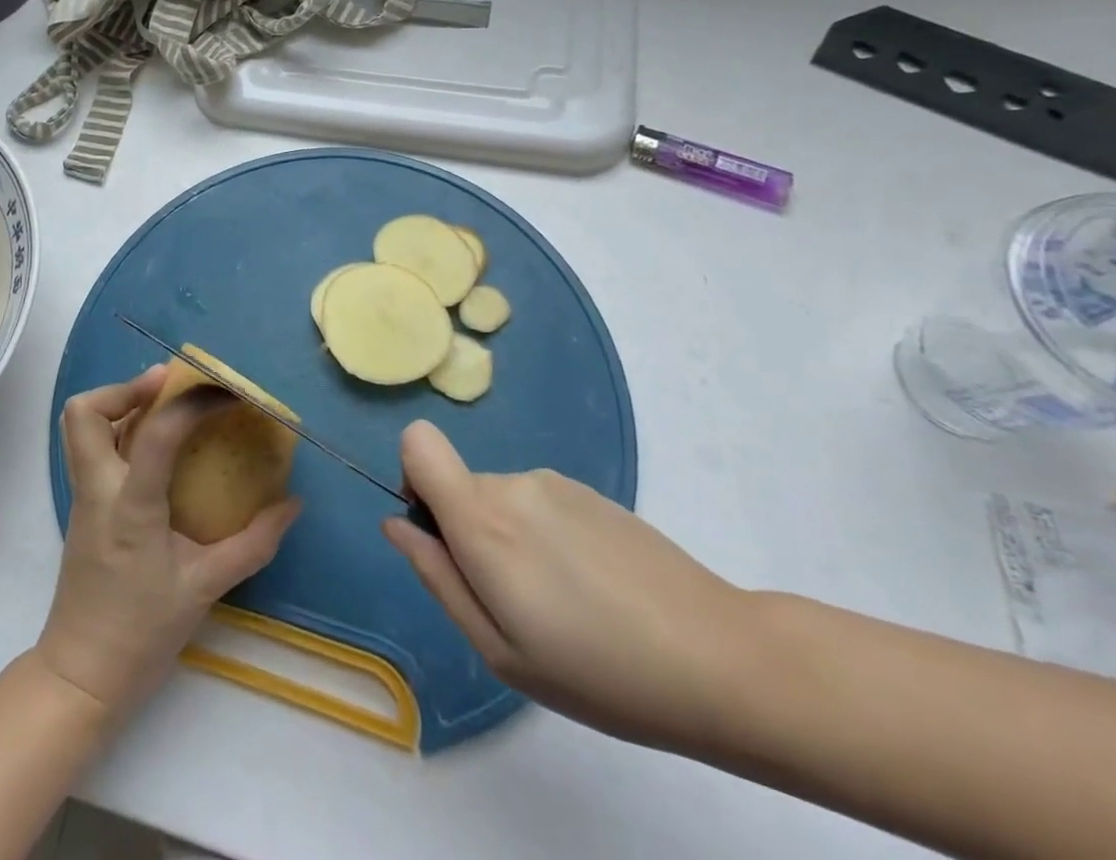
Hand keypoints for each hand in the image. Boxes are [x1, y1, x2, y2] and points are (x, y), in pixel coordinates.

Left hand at [36, 366, 301, 718]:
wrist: (81, 678)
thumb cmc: (142, 634)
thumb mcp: (205, 588)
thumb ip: (253, 544)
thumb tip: (292, 505)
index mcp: (130, 508)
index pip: (156, 434)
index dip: (194, 403)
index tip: (229, 395)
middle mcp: (98, 491)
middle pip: (85, 413)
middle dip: (125, 387)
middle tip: (169, 386)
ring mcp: (84, 497)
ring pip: (81, 426)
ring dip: (119, 402)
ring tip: (165, 404)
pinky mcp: (83, 508)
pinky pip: (93, 448)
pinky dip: (120, 428)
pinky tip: (158, 444)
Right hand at [383, 421, 760, 752]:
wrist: (718, 658)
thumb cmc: (598, 671)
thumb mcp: (499, 649)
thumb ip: (437, 576)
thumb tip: (396, 524)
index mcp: (482, 519)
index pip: (418, 443)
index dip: (413, 478)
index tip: (439, 534)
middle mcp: (513, 484)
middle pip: (460, 485)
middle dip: (468, 533)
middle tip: (516, 605)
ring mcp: (555, 482)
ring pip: (502, 499)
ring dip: (511, 540)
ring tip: (563, 604)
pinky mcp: (591, 492)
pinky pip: (540, 504)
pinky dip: (546, 537)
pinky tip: (593, 589)